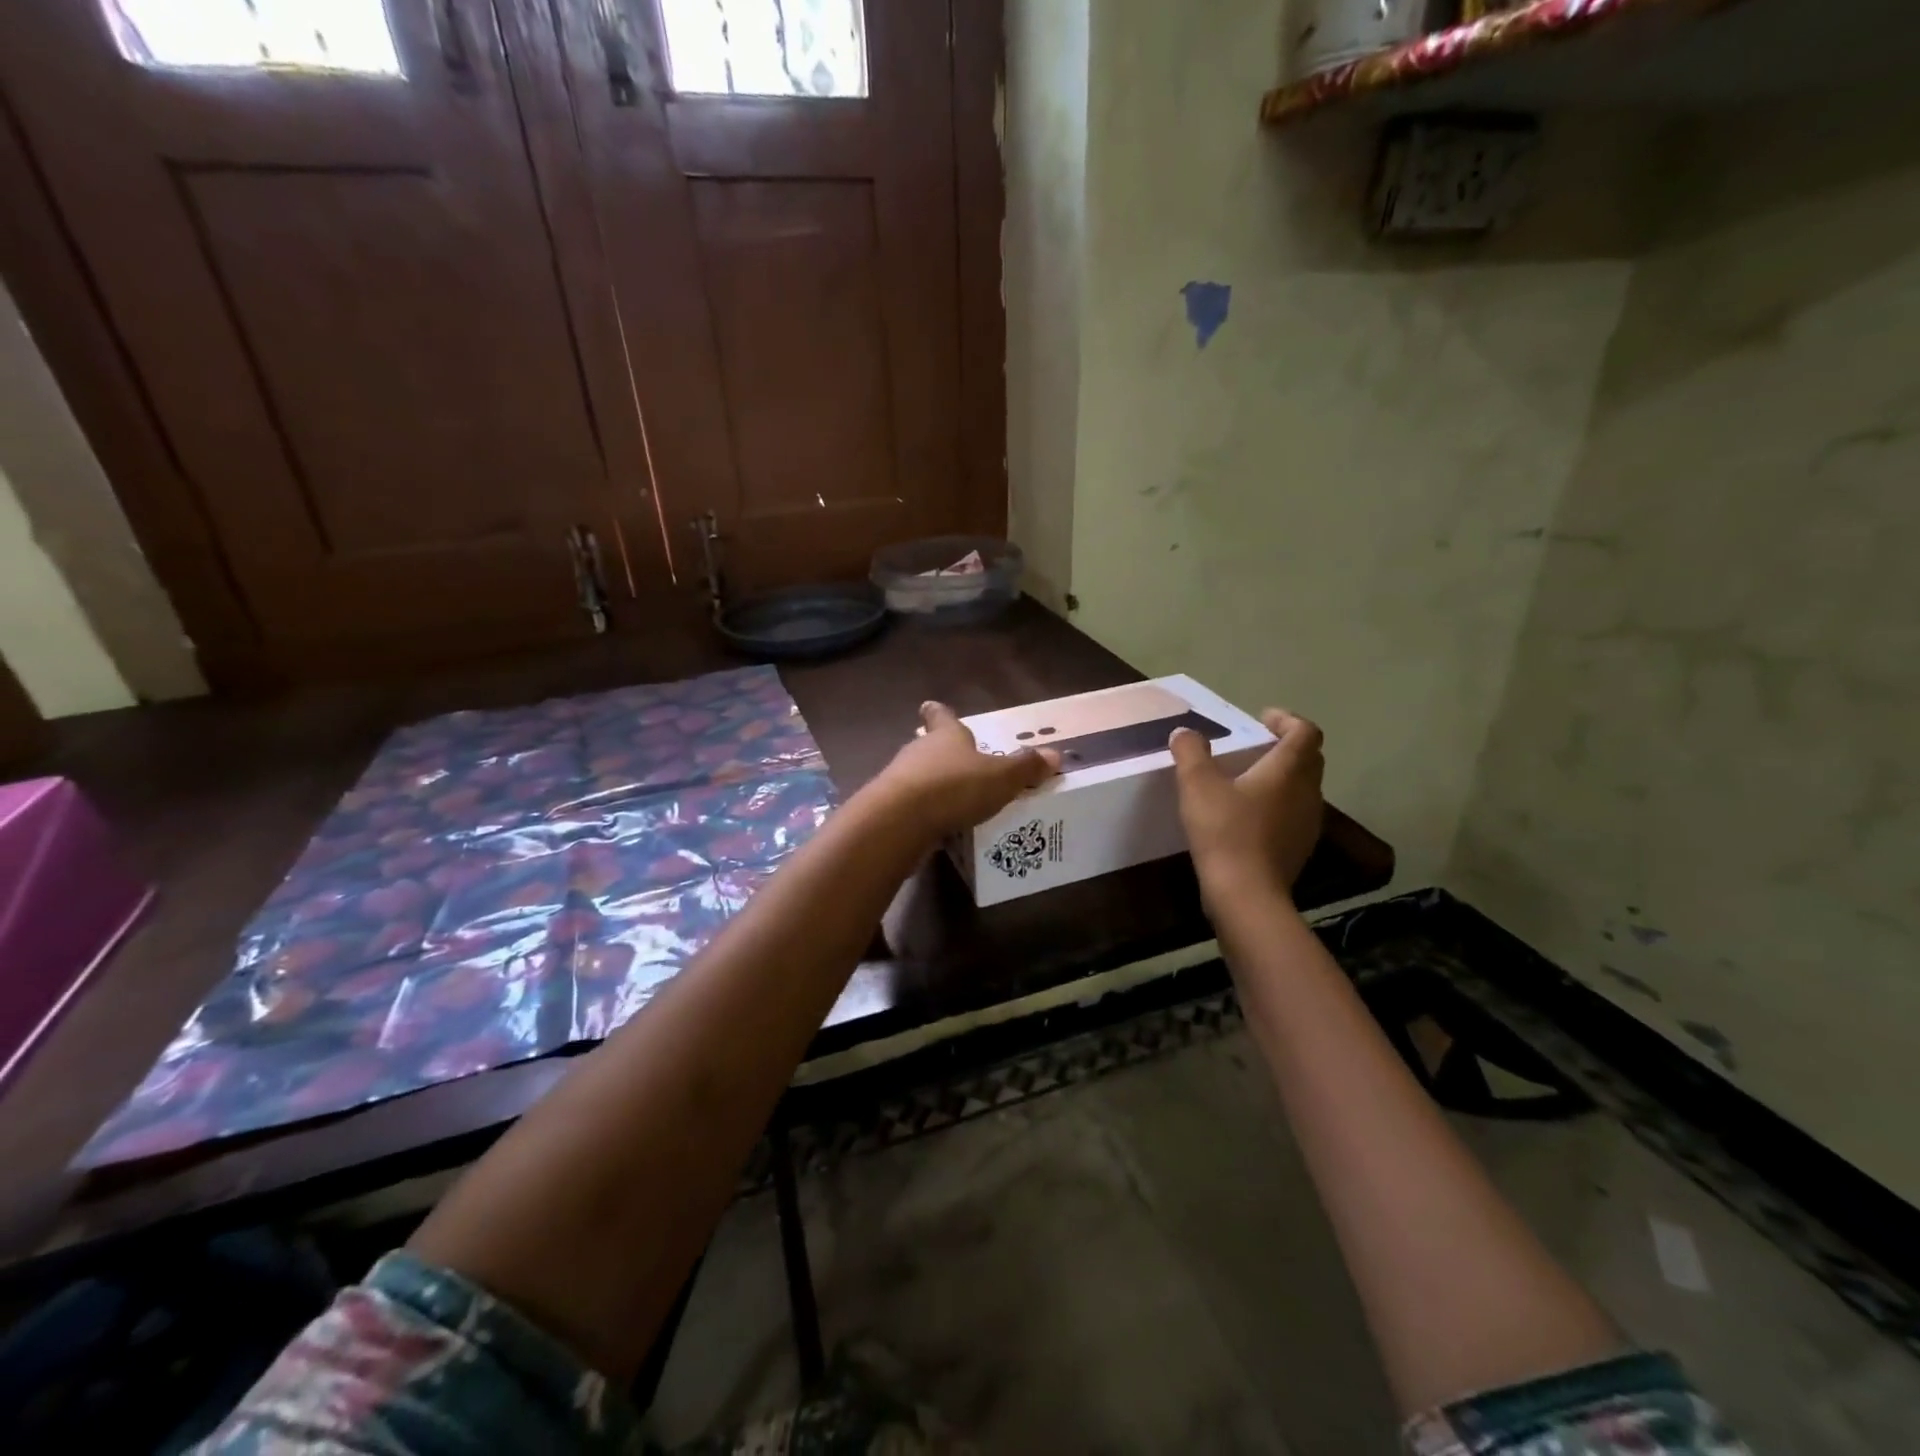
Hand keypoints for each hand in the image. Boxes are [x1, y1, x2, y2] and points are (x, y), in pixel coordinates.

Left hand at [870, 701, 1059, 839]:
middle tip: (963, 767)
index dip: (940, 713)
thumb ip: (1026, 768)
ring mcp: (900, 779)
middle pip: (930, 747)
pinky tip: (940, 826)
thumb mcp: (1001, 777)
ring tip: (957, 802)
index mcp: (946, 735)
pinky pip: (913, 806)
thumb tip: (1056, 754)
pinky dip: (925, 813)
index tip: (932, 707)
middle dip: (944, 755)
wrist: (899, 820)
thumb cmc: (954, 786)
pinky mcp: (890, 809)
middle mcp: (919, 751)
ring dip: (935, 786)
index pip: (941, 716)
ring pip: (920, 776)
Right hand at [1170, 708, 1324, 903]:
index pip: (1305, 732)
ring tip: (1248, 780)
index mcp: (1289, 769)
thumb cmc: (1225, 832)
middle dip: (1285, 746)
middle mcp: (1307, 792)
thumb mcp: (1197, 785)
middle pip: (1309, 758)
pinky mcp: (1299, 848)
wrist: (1246, 895)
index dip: (1286, 720)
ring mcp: (1308, 823)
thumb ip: (1191, 753)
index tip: (1261, 719)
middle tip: (1254, 746)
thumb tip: (1185, 733)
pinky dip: (1277, 805)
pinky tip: (1248, 817)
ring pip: (1303, 788)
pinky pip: (1294, 814)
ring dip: (1282, 777)